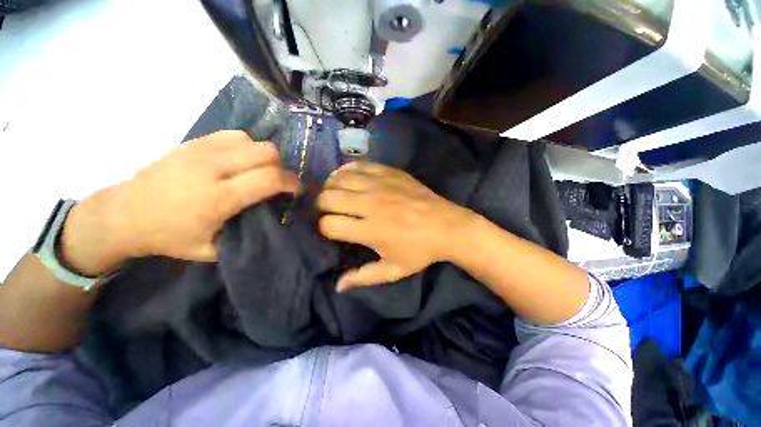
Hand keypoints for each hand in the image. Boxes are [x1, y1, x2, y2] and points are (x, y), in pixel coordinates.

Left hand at [61, 130, 298, 275]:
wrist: (124, 213)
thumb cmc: (169, 236)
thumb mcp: (211, 250)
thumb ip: (246, 234)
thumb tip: (275, 220)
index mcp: (219, 198)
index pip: (270, 179)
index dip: (292, 183)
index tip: (296, 191)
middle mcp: (213, 168)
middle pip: (267, 153)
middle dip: (282, 168)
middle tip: (278, 183)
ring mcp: (202, 151)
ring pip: (254, 141)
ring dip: (265, 157)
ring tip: (259, 171)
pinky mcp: (194, 142)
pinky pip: (235, 135)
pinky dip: (247, 146)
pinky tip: (241, 160)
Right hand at [317, 162, 476, 291]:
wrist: (448, 226)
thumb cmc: (420, 251)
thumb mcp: (393, 270)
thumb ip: (363, 277)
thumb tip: (338, 286)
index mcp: (370, 231)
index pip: (328, 225)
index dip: (324, 228)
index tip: (331, 230)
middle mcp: (371, 205)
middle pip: (328, 198)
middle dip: (322, 205)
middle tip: (329, 211)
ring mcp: (381, 185)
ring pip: (340, 179)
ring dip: (332, 187)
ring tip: (336, 194)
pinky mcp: (390, 172)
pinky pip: (359, 165)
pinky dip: (347, 170)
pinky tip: (348, 178)